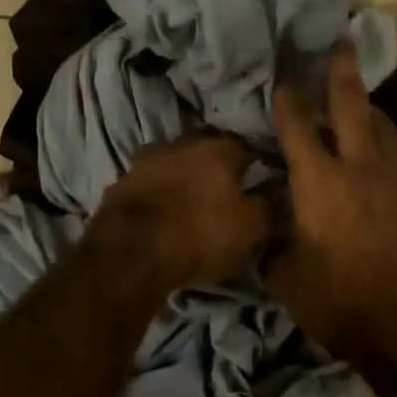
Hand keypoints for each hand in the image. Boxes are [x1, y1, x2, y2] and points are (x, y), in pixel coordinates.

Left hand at [89, 132, 270, 295]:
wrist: (130, 254)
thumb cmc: (200, 235)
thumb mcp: (250, 228)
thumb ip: (268, 205)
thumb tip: (274, 192)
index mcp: (219, 148)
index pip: (248, 147)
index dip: (258, 164)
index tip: (264, 180)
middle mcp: (182, 143)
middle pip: (208, 149)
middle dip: (219, 166)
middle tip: (229, 189)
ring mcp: (147, 160)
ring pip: (176, 163)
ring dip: (186, 177)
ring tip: (194, 201)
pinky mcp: (122, 182)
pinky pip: (151, 183)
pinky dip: (161, 193)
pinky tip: (165, 211)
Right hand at [269, 43, 396, 357]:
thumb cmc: (336, 301)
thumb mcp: (284, 276)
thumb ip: (273, 241)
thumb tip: (269, 225)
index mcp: (319, 182)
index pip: (297, 125)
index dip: (287, 96)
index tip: (283, 73)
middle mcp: (360, 168)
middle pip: (352, 105)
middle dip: (342, 70)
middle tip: (341, 41)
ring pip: (384, 129)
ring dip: (369, 110)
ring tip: (360, 101)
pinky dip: (384, 155)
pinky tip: (377, 171)